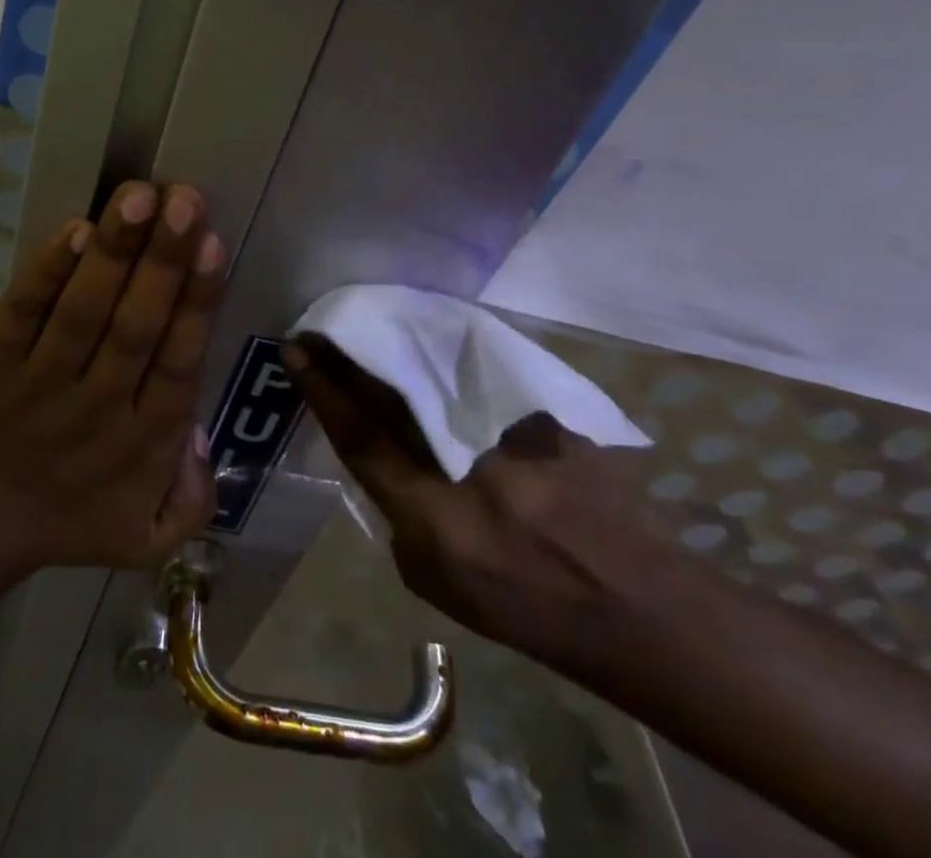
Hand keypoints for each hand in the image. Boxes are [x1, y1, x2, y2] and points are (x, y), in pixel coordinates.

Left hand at [0, 181, 226, 576]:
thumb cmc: (62, 518)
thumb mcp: (143, 537)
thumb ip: (193, 498)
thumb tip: (201, 432)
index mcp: (142, 443)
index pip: (178, 362)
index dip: (197, 301)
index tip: (214, 242)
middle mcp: (97, 408)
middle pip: (137, 326)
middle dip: (164, 259)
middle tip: (186, 198)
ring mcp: (39, 381)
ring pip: (84, 310)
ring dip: (115, 250)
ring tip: (140, 195)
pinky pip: (25, 310)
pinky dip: (50, 271)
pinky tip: (78, 230)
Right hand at [285, 336, 672, 673]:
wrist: (634, 604)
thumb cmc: (526, 610)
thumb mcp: (439, 583)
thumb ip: (400, 515)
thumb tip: (385, 456)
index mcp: (435, 519)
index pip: (362, 437)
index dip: (323, 389)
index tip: (295, 351)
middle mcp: (469, 467)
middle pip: (392, 393)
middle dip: (348, 353)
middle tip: (319, 324)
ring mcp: (512, 434)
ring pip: (437, 374)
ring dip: (394, 345)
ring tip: (365, 320)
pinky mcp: (546, 414)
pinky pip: (479, 375)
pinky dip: (447, 356)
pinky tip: (429, 337)